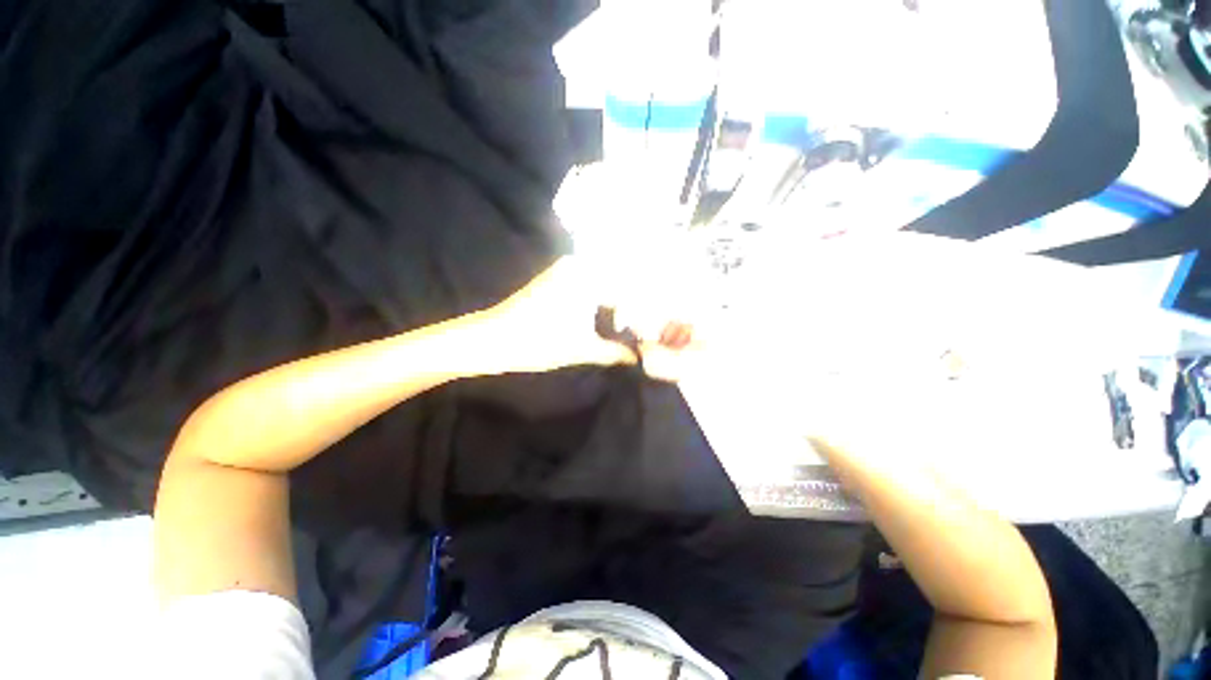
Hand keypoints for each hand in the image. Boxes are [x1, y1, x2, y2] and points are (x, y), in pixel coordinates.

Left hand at [476, 256, 698, 379]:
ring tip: (637, 325)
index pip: (631, 287)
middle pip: (621, 282)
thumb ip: (615, 352)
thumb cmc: (537, 342)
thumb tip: (638, 357)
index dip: (648, 309)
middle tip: (652, 327)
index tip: (659, 328)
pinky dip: (605, 301)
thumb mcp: (582, 349)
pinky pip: (592, 285)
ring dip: (622, 303)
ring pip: (607, 283)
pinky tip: (614, 318)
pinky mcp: (559, 279)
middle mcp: (580, 265)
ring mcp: (568, 270)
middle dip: (638, 305)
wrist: (491, 339)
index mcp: (588, 276)